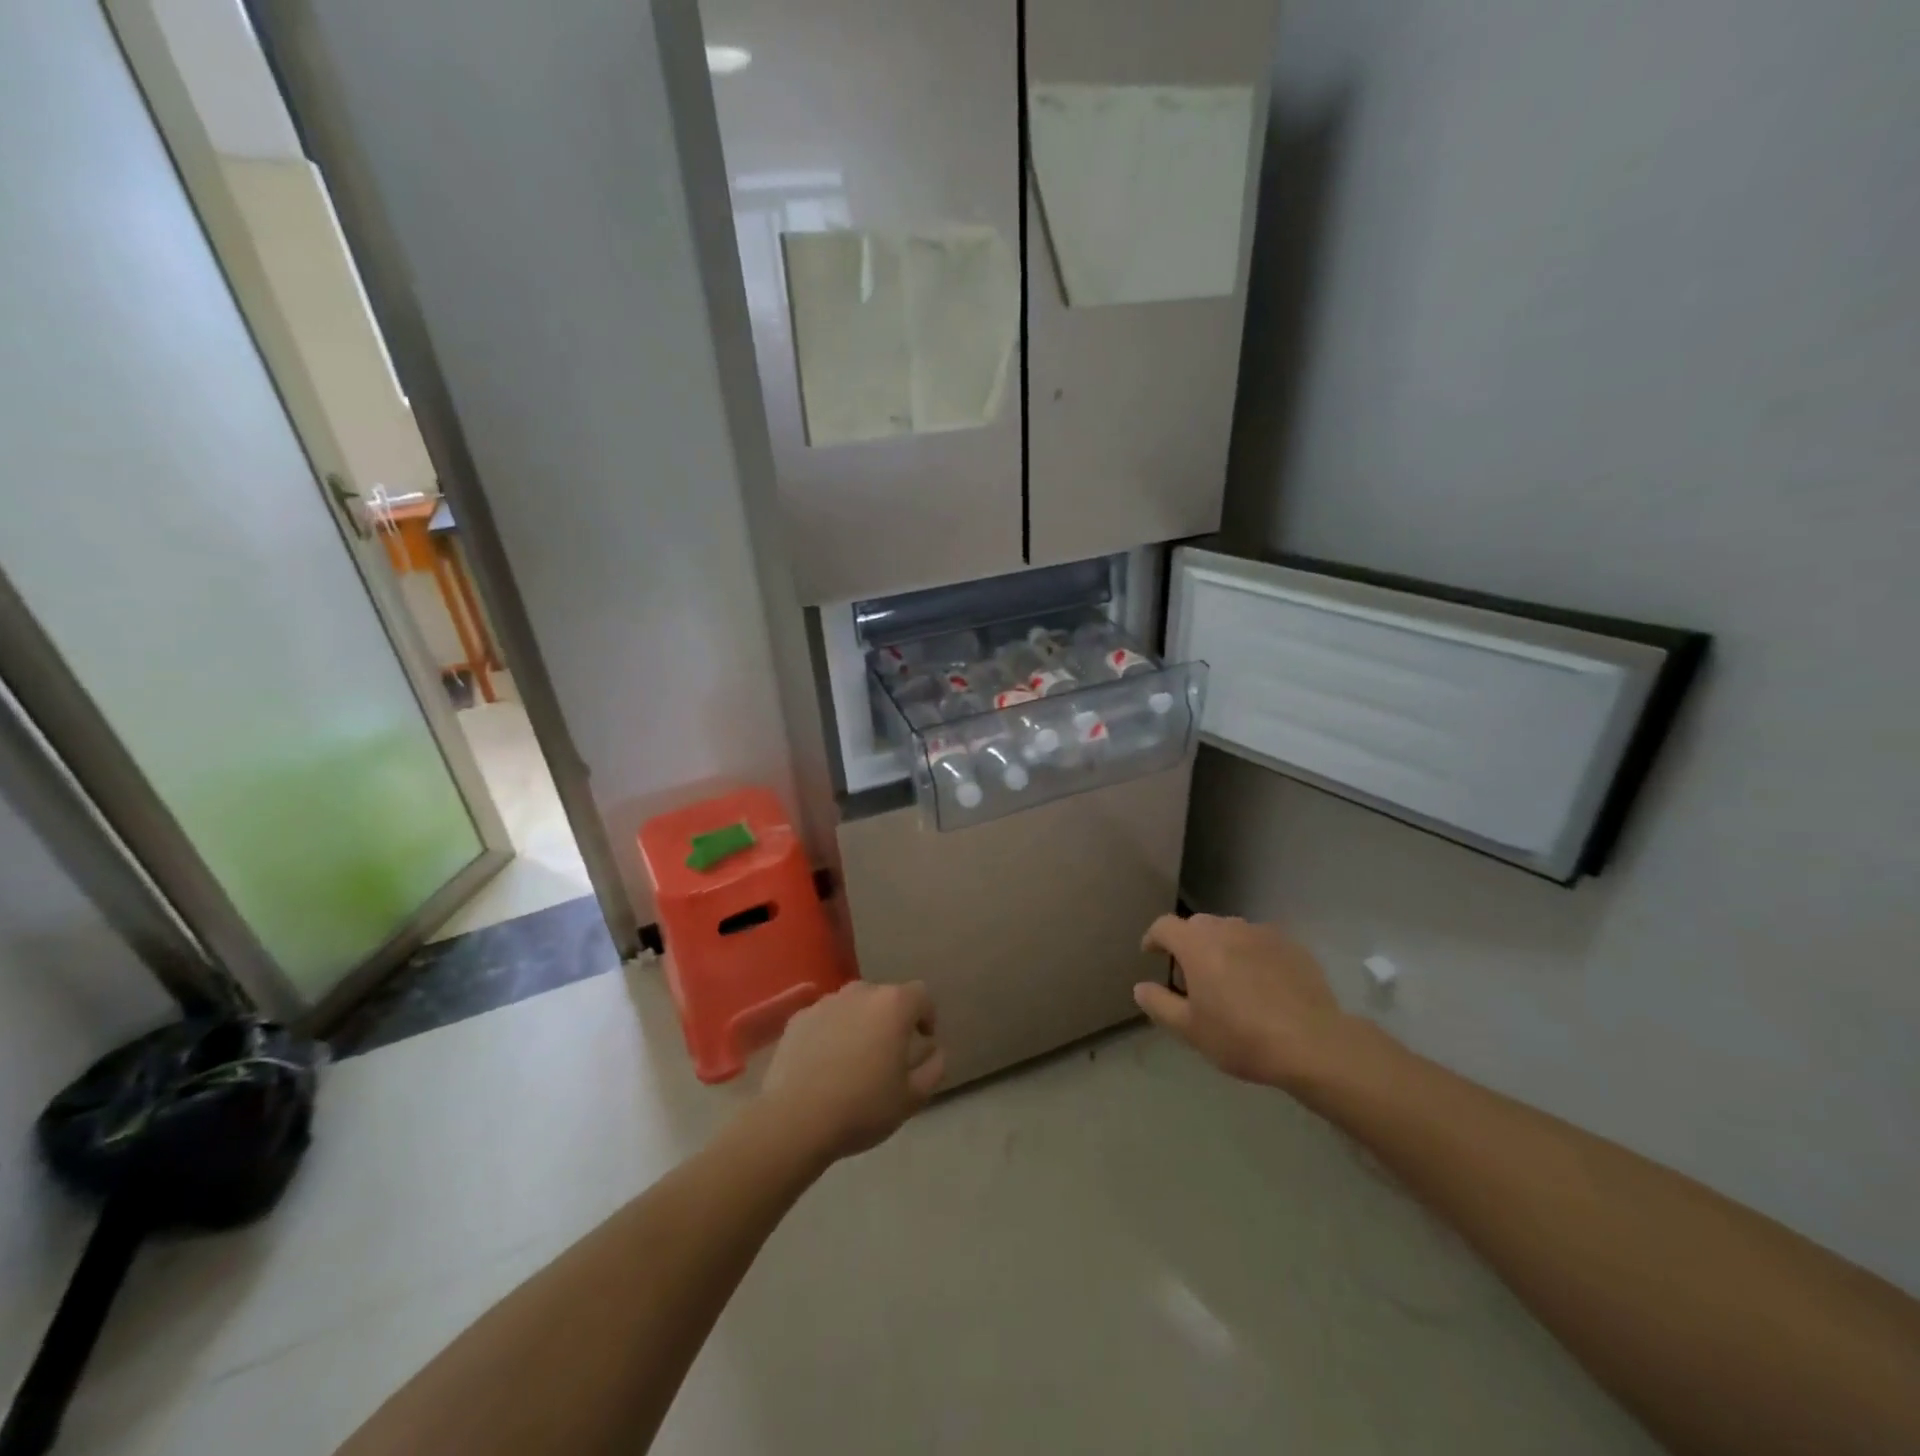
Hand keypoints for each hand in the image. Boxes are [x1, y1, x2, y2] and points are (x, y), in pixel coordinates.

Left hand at [762, 981, 943, 1164]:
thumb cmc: (863, 1107)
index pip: (921, 995)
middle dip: (891, 1019)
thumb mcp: (912, 1098)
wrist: (795, 1120)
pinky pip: (825, 1018)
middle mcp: (860, 992)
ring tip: (854, 1058)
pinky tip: (824, 1064)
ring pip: (853, 1006)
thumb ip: (934, 1068)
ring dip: (860, 1023)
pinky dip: (830, 1032)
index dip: (926, 1015)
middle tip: (889, 1053)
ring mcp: (826, 1002)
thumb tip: (936, 1051)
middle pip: (885, 996)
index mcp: (893, 1005)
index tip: (923, 1040)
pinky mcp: (798, 1019)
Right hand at [1136, 914, 1363, 1089]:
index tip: (1152, 954)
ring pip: (1231, 931)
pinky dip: (1252, 955)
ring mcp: (1262, 933)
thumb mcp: (1189, 1029)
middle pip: (1198, 925)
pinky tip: (1262, 984)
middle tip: (1191, 976)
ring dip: (1221, 947)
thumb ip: (1158, 1004)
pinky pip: (1260, 942)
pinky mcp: (1291, 945)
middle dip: (1188, 944)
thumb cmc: (1240, 1036)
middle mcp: (1226, 927)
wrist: (1312, 1043)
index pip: (1164, 926)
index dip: (1154, 938)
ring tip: (1228, 978)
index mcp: (1196, 944)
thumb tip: (1140, 987)